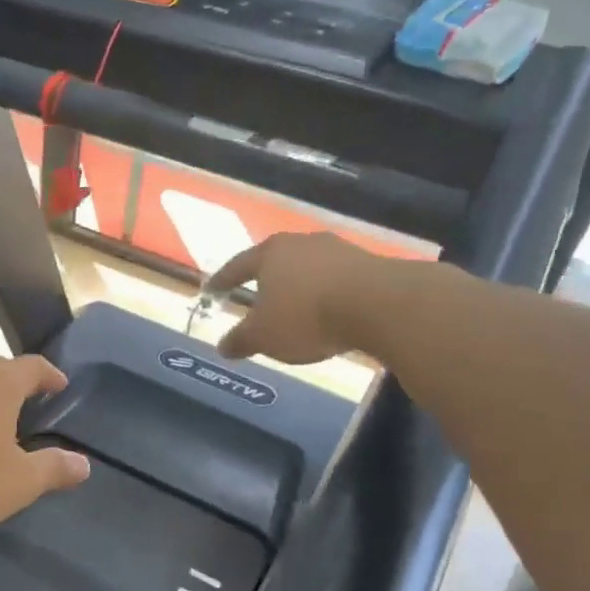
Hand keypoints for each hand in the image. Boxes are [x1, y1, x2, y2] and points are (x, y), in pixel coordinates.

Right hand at [208, 233, 384, 364]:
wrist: (377, 305)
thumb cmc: (306, 317)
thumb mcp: (264, 336)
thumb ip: (240, 340)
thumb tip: (222, 346)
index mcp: (269, 254)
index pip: (238, 265)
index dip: (223, 279)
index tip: (212, 289)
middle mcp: (301, 243)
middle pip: (275, 261)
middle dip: (264, 279)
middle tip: (255, 294)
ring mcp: (336, 249)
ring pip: (306, 268)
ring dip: (297, 286)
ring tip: (293, 305)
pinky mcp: (366, 263)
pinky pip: (333, 279)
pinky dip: (324, 293)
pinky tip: (325, 309)